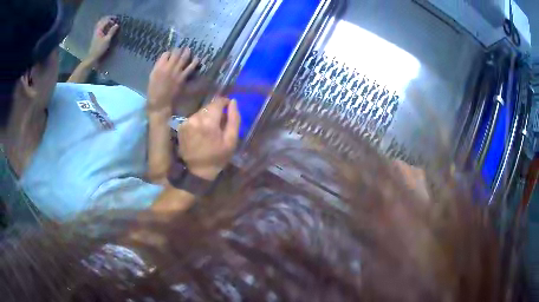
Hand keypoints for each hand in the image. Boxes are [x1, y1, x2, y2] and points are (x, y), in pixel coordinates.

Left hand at [86, 16, 119, 65]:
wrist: (92, 58)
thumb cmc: (99, 49)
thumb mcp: (107, 40)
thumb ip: (112, 31)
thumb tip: (117, 24)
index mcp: (99, 29)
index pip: (106, 20)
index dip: (112, 19)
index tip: (117, 20)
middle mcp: (96, 29)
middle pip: (102, 20)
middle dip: (108, 19)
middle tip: (114, 20)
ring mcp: (95, 33)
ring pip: (100, 24)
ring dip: (106, 22)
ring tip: (111, 24)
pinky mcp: (95, 37)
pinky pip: (100, 28)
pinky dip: (104, 26)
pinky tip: (107, 29)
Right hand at [148, 48, 199, 115]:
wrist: (160, 104)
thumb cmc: (154, 91)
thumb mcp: (152, 76)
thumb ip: (158, 66)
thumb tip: (165, 59)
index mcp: (159, 67)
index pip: (166, 54)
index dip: (169, 53)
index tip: (170, 54)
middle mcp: (168, 67)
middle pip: (176, 53)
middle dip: (179, 50)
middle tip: (182, 49)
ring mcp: (176, 72)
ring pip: (184, 58)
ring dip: (187, 52)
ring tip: (189, 50)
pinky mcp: (183, 78)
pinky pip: (190, 67)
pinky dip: (194, 62)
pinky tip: (196, 59)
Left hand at [177, 97, 240, 180]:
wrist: (197, 171)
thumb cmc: (217, 157)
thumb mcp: (231, 140)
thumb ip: (234, 119)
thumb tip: (233, 102)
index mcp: (208, 122)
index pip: (218, 102)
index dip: (225, 103)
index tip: (229, 109)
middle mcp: (195, 118)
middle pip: (209, 106)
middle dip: (216, 111)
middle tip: (221, 123)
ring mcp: (186, 122)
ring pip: (201, 111)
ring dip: (207, 116)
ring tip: (211, 129)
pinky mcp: (181, 127)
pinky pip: (194, 118)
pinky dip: (199, 121)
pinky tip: (202, 132)